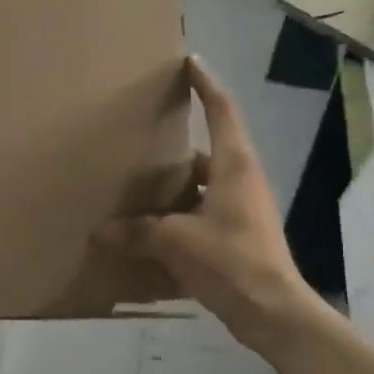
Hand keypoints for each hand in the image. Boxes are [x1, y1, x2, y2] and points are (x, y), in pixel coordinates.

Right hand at [98, 59, 318, 352]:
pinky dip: (181, 212)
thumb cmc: (231, 261)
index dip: (205, 84)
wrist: (272, 311)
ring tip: (141, 179)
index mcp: (234, 165)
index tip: (189, 62)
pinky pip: (204, 211)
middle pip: (211, 147)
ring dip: (178, 180)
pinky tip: (153, 226)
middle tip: (147, 129)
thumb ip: (137, 232)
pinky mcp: (238, 236)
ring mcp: (243, 209)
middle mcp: (241, 180)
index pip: (221, 110)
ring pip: (205, 183)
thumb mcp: (176, 241)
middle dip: (181, 137)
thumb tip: (101, 232)